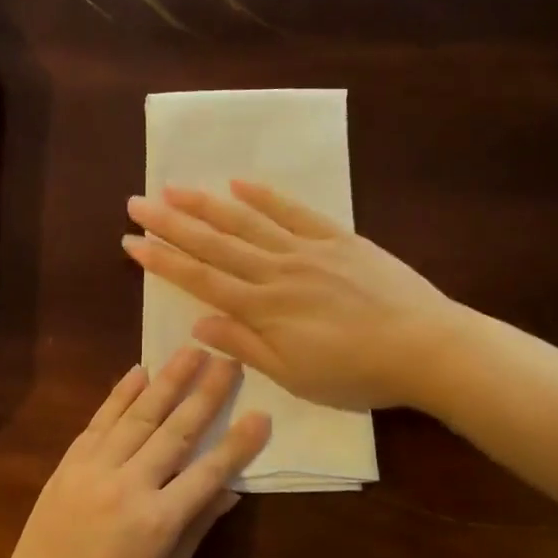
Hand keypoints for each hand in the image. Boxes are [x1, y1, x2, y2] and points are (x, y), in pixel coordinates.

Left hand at [0, 349, 270, 557]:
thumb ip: (196, 528)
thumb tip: (230, 490)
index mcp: (158, 523)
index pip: (209, 471)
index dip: (239, 443)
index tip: (261, 412)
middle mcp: (127, 486)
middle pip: (175, 431)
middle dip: (205, 393)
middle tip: (227, 360)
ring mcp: (92, 472)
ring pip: (136, 416)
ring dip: (166, 381)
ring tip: (189, 350)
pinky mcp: (66, 467)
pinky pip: (97, 423)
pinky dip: (118, 396)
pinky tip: (137, 373)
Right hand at [123, 181, 453, 410]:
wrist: (426, 348)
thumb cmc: (357, 374)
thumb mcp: (294, 375)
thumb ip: (244, 346)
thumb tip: (198, 323)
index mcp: (263, 308)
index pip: (200, 279)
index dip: (162, 260)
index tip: (131, 242)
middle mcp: (276, 271)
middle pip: (214, 243)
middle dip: (171, 223)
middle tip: (137, 203)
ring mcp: (307, 249)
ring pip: (247, 221)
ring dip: (206, 204)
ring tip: (174, 188)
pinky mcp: (337, 238)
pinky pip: (294, 211)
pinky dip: (264, 196)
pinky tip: (239, 183)